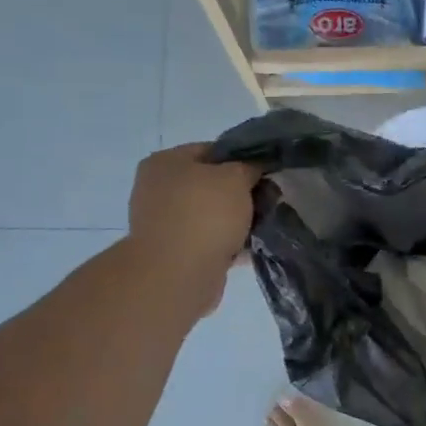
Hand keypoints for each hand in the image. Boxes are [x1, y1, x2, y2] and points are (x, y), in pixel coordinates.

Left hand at [125, 144, 259, 313]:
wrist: (178, 274)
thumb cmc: (204, 215)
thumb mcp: (235, 178)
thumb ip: (248, 168)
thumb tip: (254, 170)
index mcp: (165, 162)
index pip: (210, 150)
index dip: (241, 159)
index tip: (265, 173)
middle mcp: (157, 190)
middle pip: (209, 185)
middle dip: (240, 194)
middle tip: (268, 201)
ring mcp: (163, 224)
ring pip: (210, 216)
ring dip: (236, 222)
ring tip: (263, 227)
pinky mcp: (174, 254)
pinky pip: (208, 242)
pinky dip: (227, 244)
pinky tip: (250, 249)